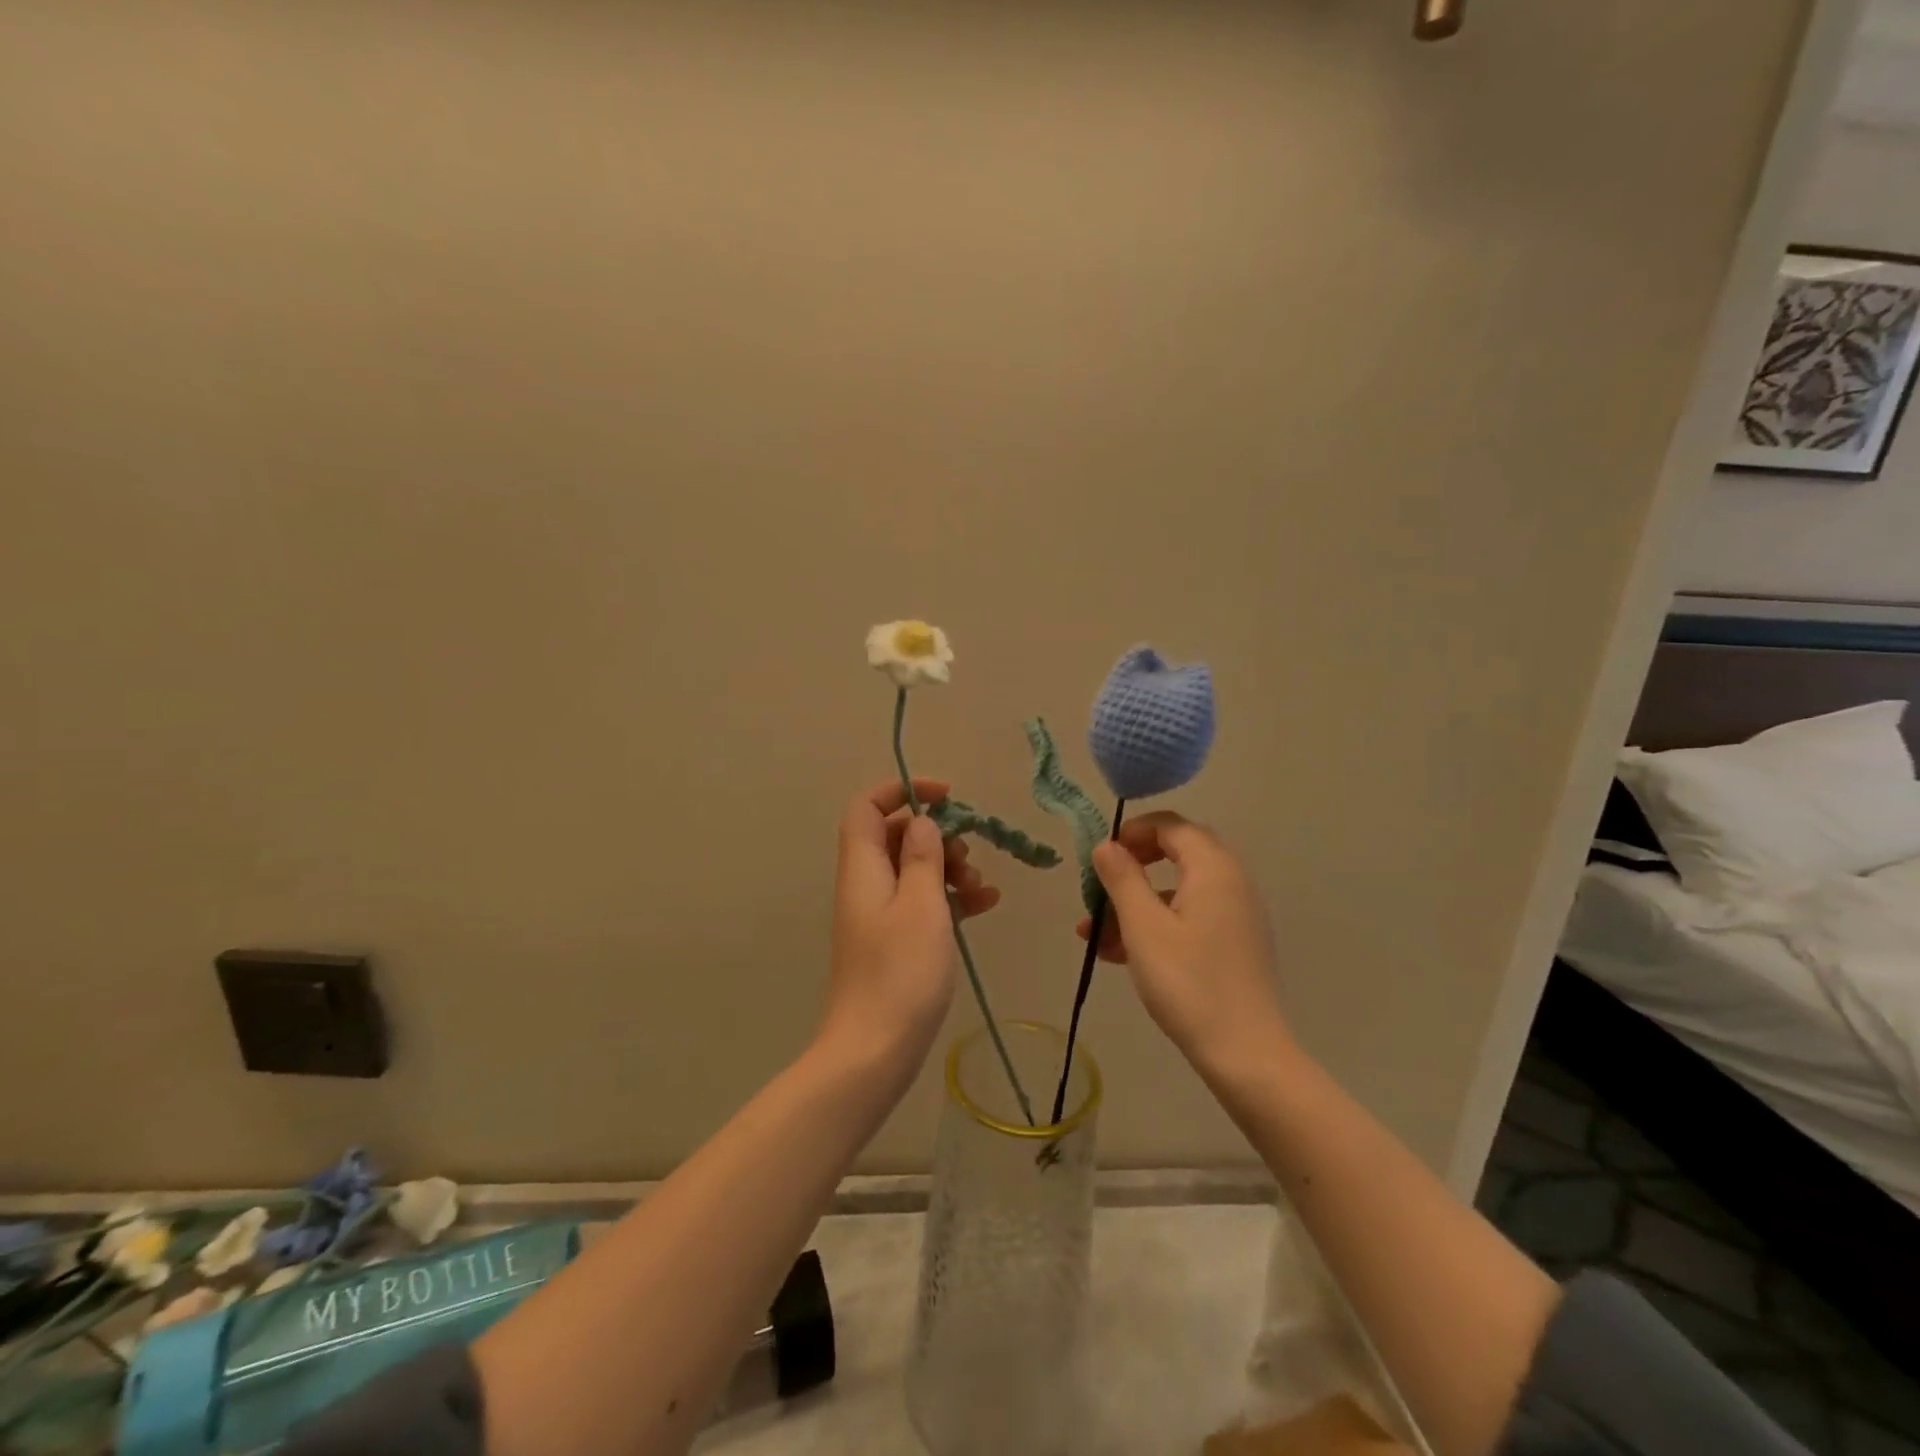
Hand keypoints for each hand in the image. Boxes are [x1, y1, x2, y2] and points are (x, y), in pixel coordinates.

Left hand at [820, 778, 1001, 1081]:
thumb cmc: (900, 973)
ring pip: (912, 869)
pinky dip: (950, 897)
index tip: (946, 797)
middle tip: (968, 854)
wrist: (874, 1052)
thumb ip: (922, 857)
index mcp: (863, 868)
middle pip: (893, 835)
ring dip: (948, 868)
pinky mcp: (893, 940)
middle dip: (935, 835)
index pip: (867, 806)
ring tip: (982, 888)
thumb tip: (921, 822)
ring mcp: (878, 914)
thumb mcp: (922, 905)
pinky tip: (984, 906)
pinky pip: (920, 901)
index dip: (903, 790)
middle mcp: (865, 884)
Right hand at [1077, 813, 1292, 1074]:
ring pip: (1178, 891)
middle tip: (1099, 887)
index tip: (1101, 856)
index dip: (1132, 832)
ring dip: (1135, 904)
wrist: (1245, 1054)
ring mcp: (1236, 915)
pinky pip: (1189, 918)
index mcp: (1213, 868)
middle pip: (1176, 855)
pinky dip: (1155, 925)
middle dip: (1131, 869)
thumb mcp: (1143, 926)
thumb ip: (1122, 878)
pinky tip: (1119, 954)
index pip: (1171, 825)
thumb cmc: (1188, 982)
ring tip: (1093, 934)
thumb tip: (1106, 845)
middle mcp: (1231, 882)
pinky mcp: (1234, 944)